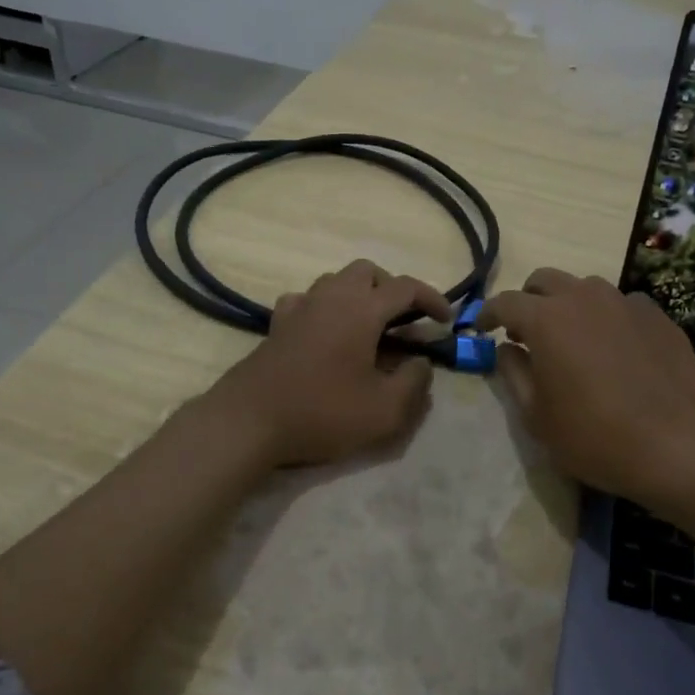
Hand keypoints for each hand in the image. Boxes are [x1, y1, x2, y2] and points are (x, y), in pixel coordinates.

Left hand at [211, 260, 452, 467]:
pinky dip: (324, 307)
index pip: (405, 288)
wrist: (249, 422)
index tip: (445, 320)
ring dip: (358, 295)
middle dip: (391, 290)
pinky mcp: (277, 325)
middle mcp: (330, 297)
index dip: (432, 298)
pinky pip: (306, 300)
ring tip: (368, 329)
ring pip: (335, 281)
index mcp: (361, 310)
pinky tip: (326, 333)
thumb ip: (414, 383)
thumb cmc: (322, 413)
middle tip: (404, 322)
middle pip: (367, 272)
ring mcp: (299, 308)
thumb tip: (422, 364)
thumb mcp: (384, 411)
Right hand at [478, 268, 694, 509]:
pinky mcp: (658, 316)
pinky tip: (616, 350)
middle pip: (545, 280)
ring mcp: (626, 302)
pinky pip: (622, 305)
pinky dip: (607, 318)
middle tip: (526, 332)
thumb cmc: (595, 436)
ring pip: (586, 288)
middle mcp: (584, 298)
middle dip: (529, 300)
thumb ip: (514, 374)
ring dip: (569, 305)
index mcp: (547, 318)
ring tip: (573, 339)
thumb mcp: (537, 416)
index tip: (482, 328)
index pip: (505, 302)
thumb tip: (508, 348)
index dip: (488, 314)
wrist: (679, 445)